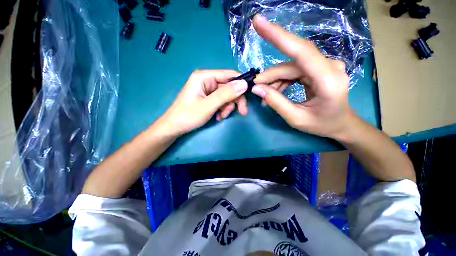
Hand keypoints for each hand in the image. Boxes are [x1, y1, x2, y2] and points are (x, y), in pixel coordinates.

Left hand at [155, 70, 248, 136]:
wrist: (174, 128)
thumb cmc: (188, 116)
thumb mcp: (208, 106)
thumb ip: (226, 95)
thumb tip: (244, 84)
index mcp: (204, 77)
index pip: (229, 75)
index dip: (241, 84)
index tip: (249, 96)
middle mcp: (207, 80)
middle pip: (229, 87)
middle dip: (234, 101)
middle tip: (242, 112)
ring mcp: (208, 90)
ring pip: (227, 96)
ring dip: (227, 107)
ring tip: (221, 116)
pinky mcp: (208, 98)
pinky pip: (222, 101)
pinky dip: (223, 109)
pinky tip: (218, 117)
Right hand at [251, 15, 354, 139]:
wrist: (341, 124)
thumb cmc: (322, 124)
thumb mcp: (296, 119)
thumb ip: (276, 103)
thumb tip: (257, 89)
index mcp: (328, 80)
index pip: (301, 50)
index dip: (278, 36)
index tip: (258, 23)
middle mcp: (328, 66)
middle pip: (291, 63)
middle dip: (270, 76)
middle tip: (256, 88)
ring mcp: (324, 66)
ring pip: (290, 67)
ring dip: (274, 81)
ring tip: (265, 96)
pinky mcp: (317, 69)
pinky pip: (293, 71)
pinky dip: (281, 81)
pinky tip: (274, 92)